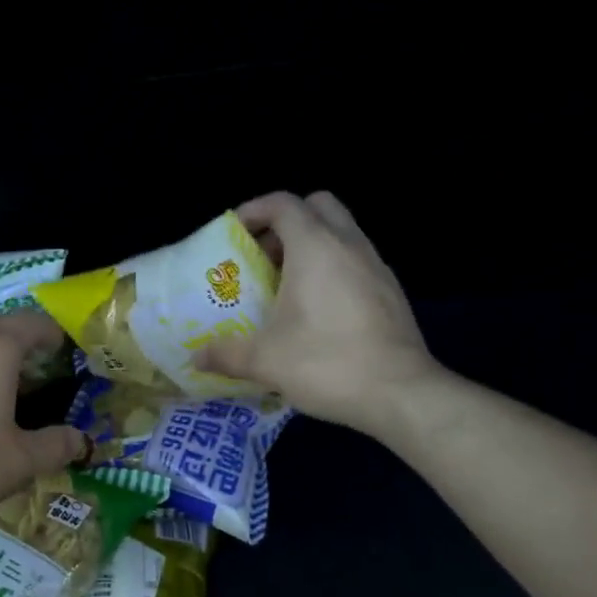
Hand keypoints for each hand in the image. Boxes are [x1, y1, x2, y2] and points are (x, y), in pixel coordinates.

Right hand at [197, 191, 437, 434]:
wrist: (400, 393)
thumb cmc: (326, 363)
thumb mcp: (265, 361)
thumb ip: (226, 353)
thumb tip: (196, 358)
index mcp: (315, 246)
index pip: (283, 203)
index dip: (254, 210)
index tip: (233, 233)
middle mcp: (349, 244)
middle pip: (318, 206)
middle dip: (287, 221)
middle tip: (264, 255)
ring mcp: (376, 266)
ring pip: (342, 232)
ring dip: (312, 245)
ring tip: (287, 284)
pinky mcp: (391, 290)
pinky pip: (357, 260)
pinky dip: (334, 268)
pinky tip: (320, 309)